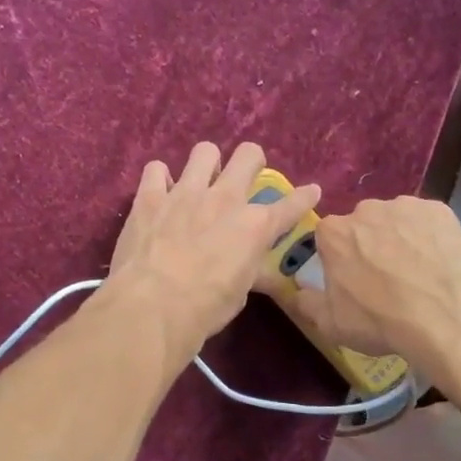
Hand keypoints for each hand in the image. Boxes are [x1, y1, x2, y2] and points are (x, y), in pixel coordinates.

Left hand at [105, 142, 318, 364]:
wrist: (153, 306)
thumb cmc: (205, 309)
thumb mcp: (240, 292)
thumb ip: (246, 266)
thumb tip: (245, 262)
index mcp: (255, 226)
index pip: (291, 204)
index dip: (305, 196)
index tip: (311, 191)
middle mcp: (225, 199)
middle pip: (248, 155)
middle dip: (252, 161)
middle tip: (245, 176)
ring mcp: (185, 193)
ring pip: (204, 151)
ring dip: (206, 164)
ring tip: (200, 181)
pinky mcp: (149, 197)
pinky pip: (156, 169)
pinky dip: (160, 179)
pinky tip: (160, 193)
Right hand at [280, 196, 460, 373]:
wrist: (446, 316)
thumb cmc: (380, 320)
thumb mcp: (331, 324)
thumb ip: (307, 303)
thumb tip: (297, 292)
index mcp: (333, 233)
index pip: (328, 238)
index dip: (339, 258)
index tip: (351, 278)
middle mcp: (365, 210)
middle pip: (362, 225)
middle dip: (369, 244)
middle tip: (385, 277)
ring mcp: (405, 206)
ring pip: (395, 220)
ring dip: (399, 238)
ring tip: (416, 271)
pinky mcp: (440, 210)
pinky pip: (427, 221)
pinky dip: (429, 237)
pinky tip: (438, 262)